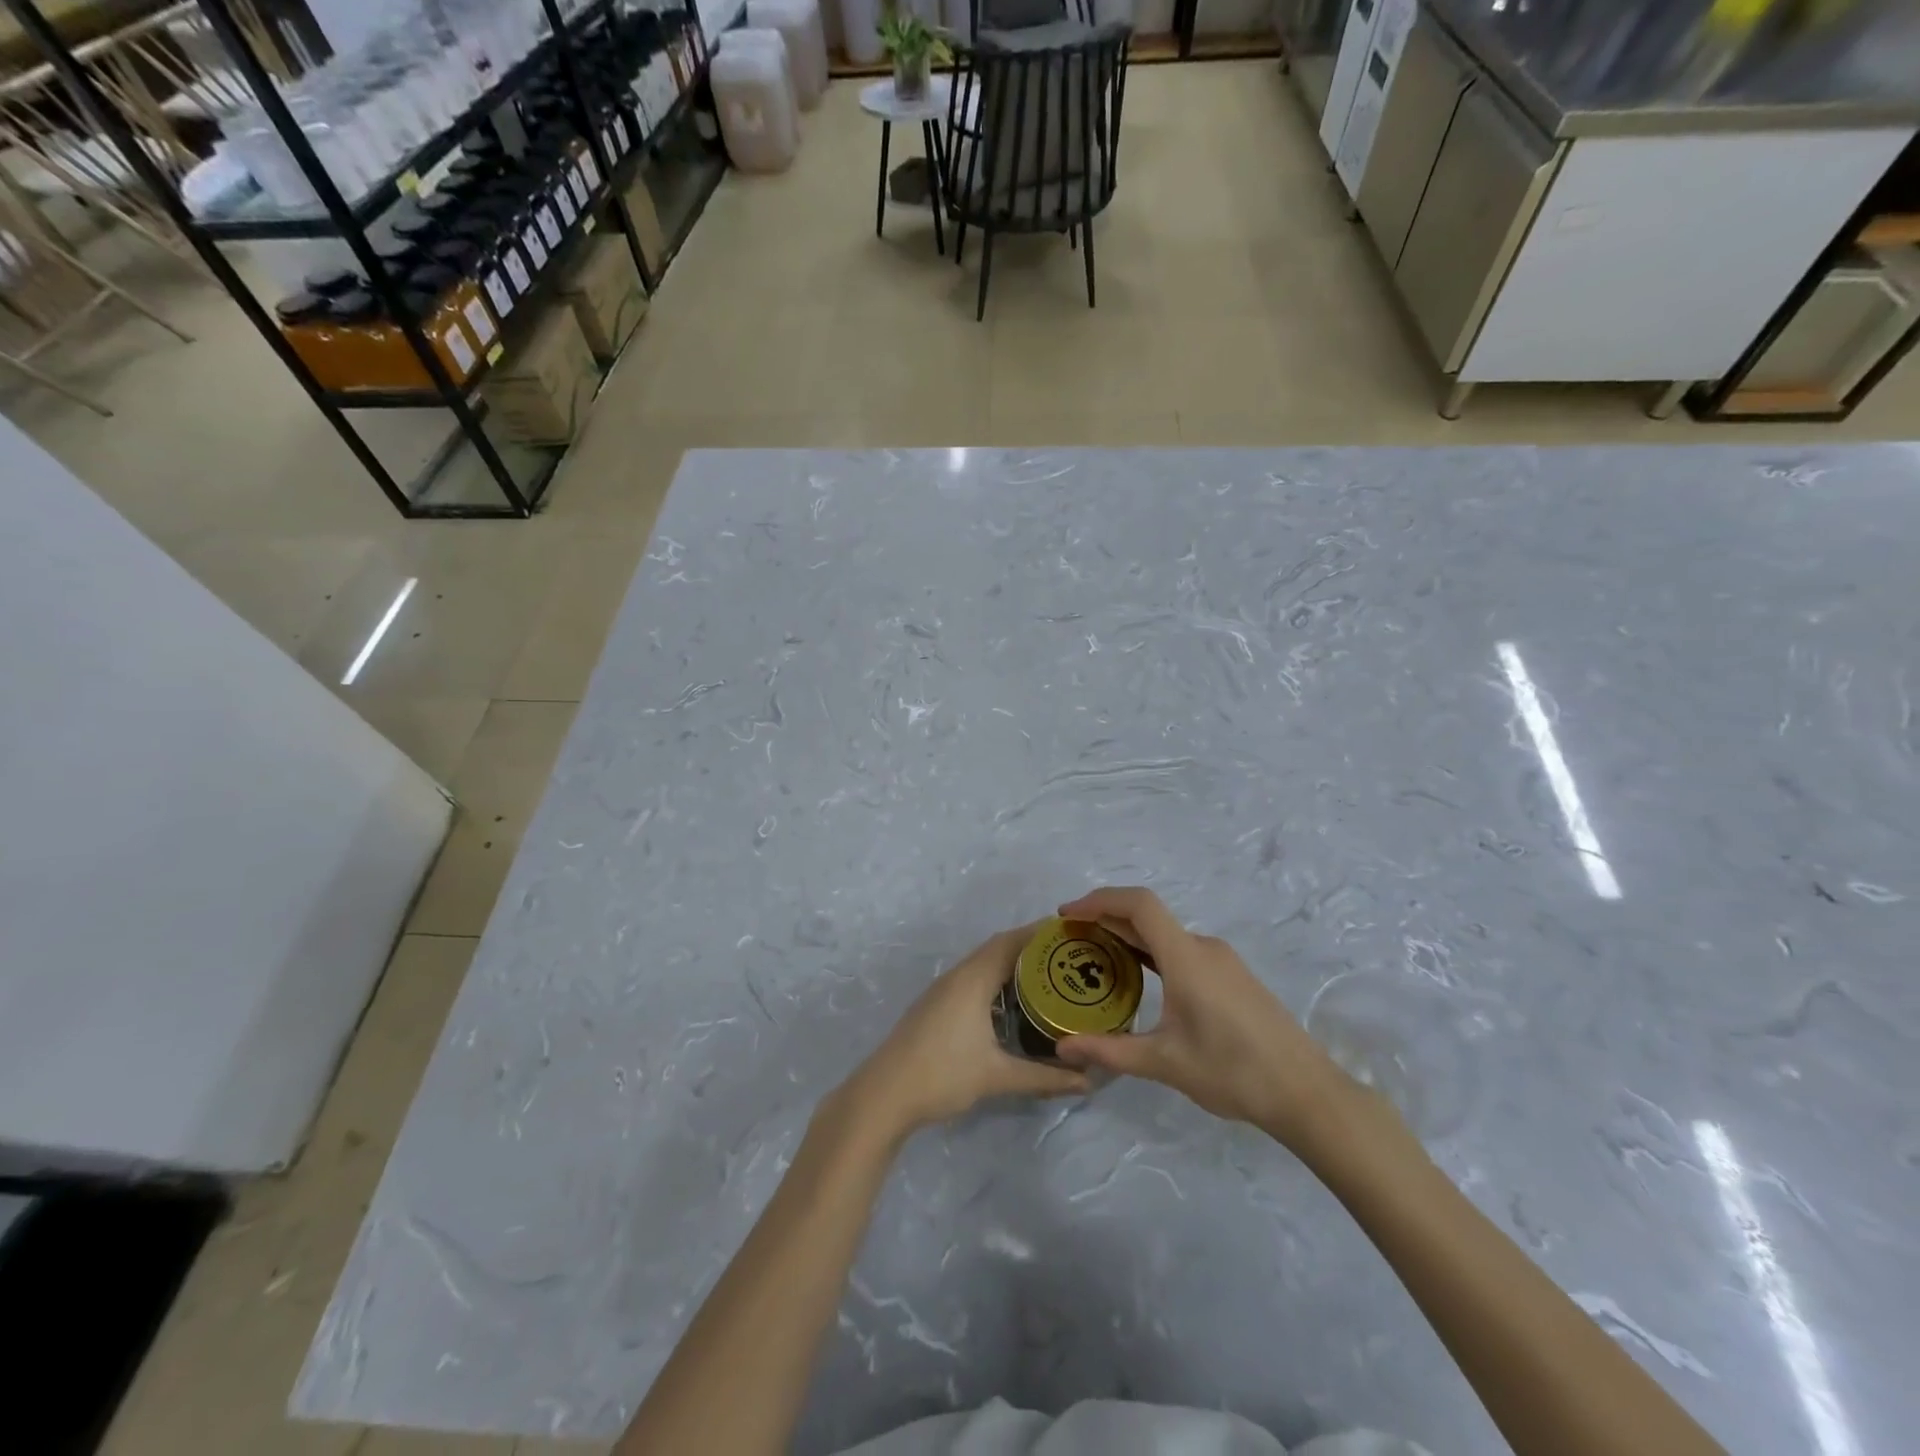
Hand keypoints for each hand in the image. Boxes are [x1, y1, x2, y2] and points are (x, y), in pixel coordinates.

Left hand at [833, 924, 1088, 1141]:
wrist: (884, 1095)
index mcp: (972, 979)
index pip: (1011, 941)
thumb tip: (1087, 1082)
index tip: (1072, 933)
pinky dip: (997, 979)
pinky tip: (1013, 1002)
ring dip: (1013, 964)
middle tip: (1069, 957)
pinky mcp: (936, 1005)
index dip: (1041, 933)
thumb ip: (1044, 1078)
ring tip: (1049, 976)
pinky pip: (974, 978)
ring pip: (984, 964)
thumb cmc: (942, 1075)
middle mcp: (958, 975)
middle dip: (1032, 948)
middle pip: (999, 948)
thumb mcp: (997, 1076)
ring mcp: (943, 989)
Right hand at [1052, 887, 1355, 1149]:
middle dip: (1106, 918)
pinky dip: (1151, 951)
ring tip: (1095, 955)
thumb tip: (1063, 1049)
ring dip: (1128, 935)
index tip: (1067, 915)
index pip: (1139, 905)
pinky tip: (1138, 976)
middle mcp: (1204, 948)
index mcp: (1186, 958)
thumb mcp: (1165, 1063)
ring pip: (1165, 934)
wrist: (1307, 1093)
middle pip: (1148, 916)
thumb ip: (1110, 1051)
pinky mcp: (1231, 976)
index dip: (1099, 900)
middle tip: (1070, 938)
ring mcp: (1221, 960)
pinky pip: (1181, 949)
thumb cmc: (1233, 1072)